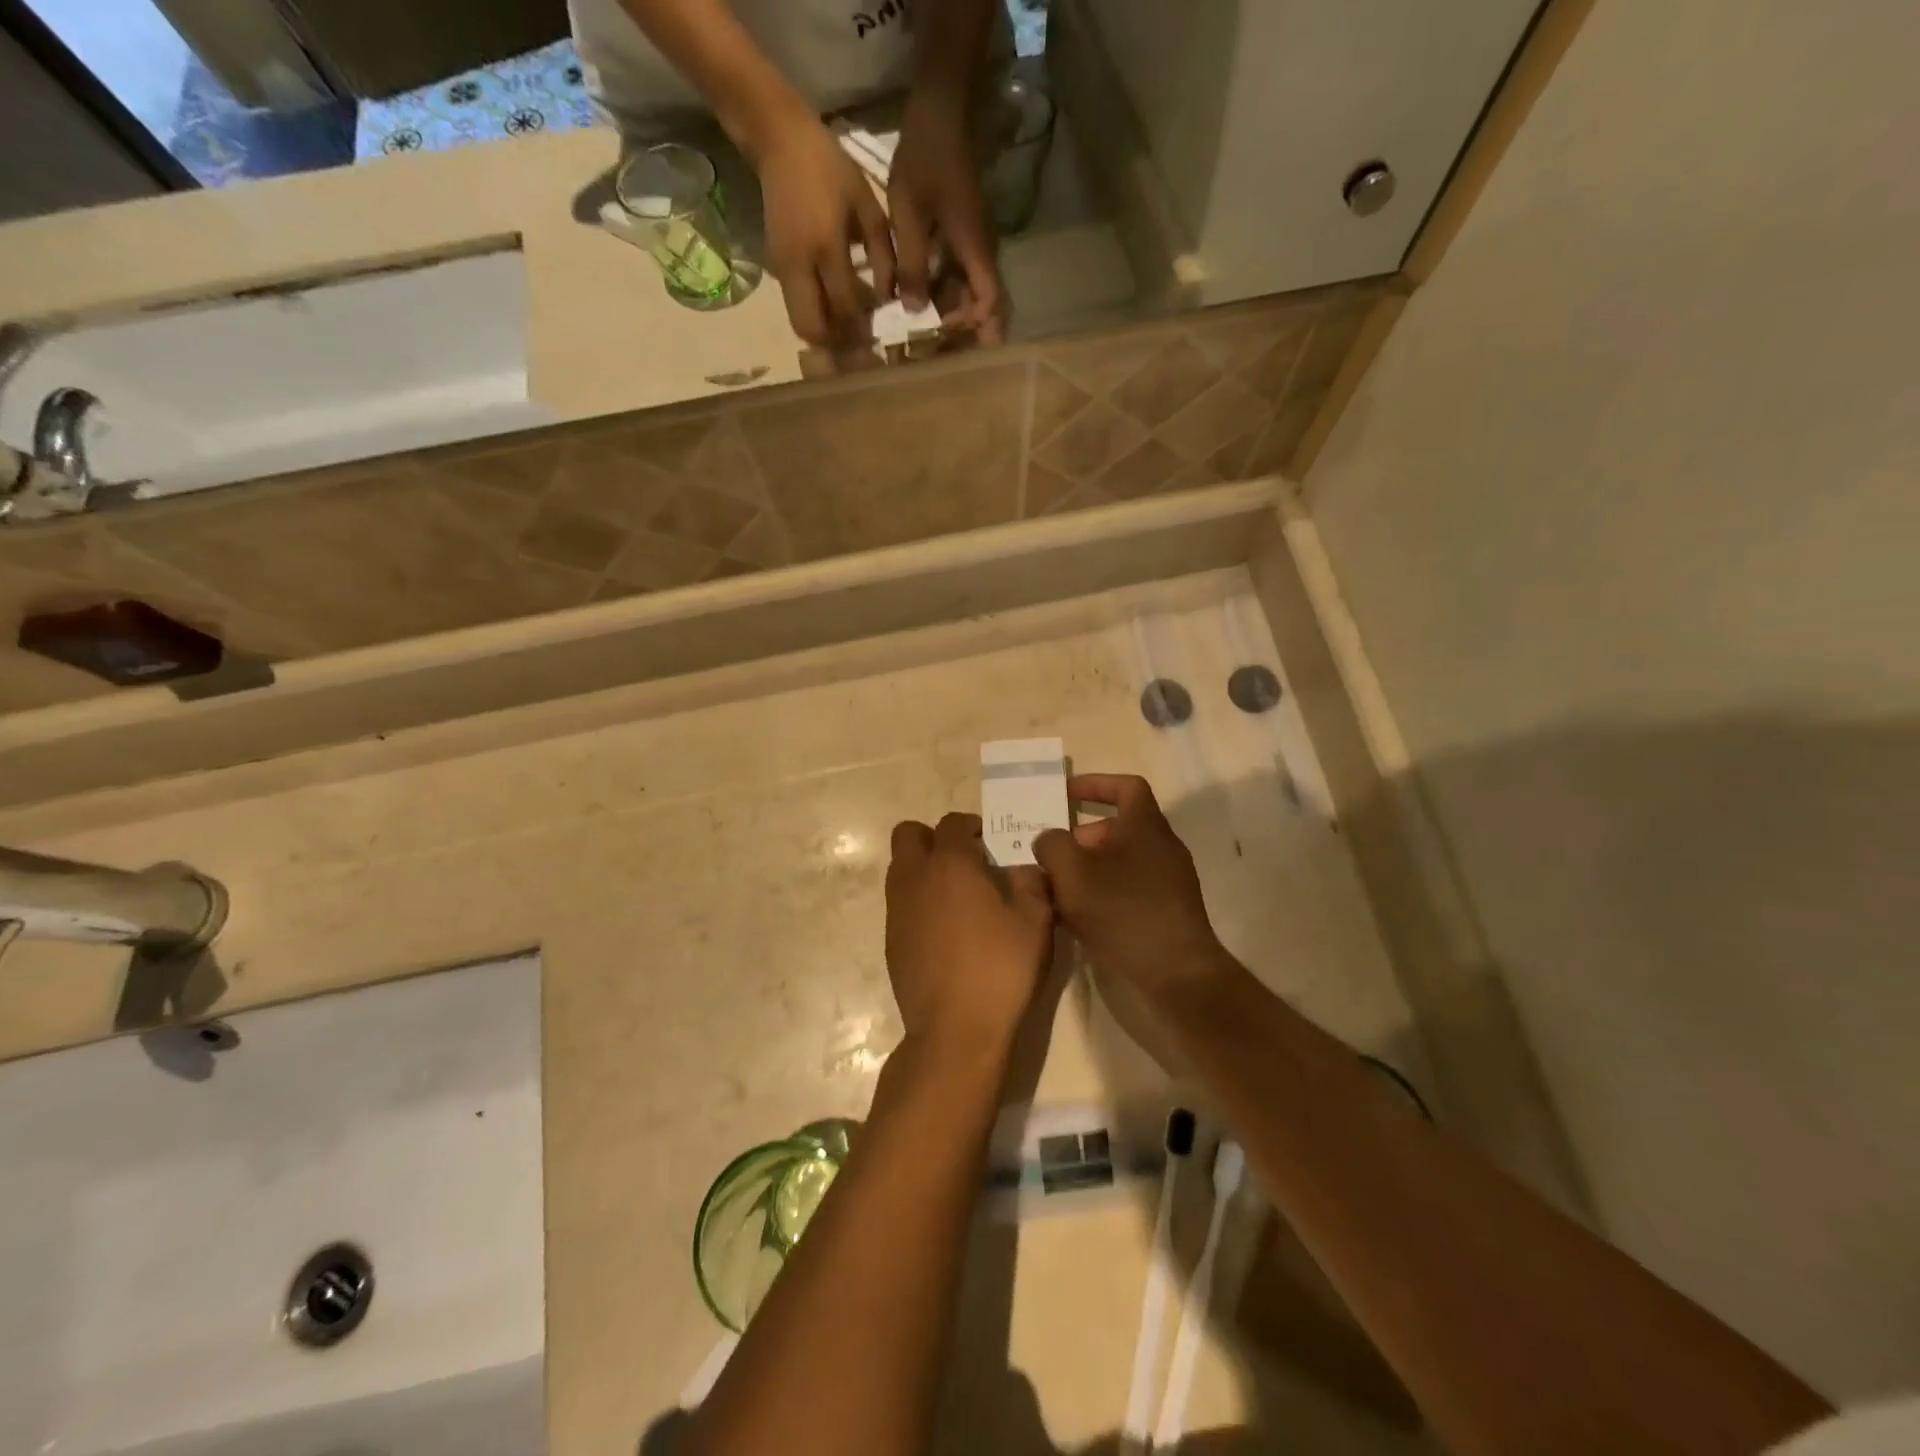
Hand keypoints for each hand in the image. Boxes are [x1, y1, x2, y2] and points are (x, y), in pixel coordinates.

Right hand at [757, 116, 895, 345]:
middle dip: (838, 345)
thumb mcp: (868, 206)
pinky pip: (797, 309)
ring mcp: (783, 270)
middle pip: (814, 330)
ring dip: (826, 336)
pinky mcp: (776, 269)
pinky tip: (836, 309)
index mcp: (826, 246)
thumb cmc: (830, 169)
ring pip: (802, 325)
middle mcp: (800, 266)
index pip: (846, 308)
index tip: (882, 339)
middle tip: (861, 344)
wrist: (778, 141)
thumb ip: (883, 256)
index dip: (864, 330)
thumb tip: (888, 301)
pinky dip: (817, 318)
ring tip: (850, 331)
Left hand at [885, 812, 1054, 1059]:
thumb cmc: (1000, 968)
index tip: (990, 842)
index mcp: (950, 865)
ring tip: (956, 895)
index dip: (971, 826)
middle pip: (908, 835)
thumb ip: (1031, 883)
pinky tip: (945, 930)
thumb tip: (1023, 866)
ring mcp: (896, 910)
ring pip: (900, 868)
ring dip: (923, 868)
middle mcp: (915, 878)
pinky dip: (917, 901)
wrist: (955, 1030)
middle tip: (965, 860)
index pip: (951, 823)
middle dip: (933, 838)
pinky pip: (899, 903)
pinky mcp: (890, 940)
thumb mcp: (1035, 922)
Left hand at [889, 86, 1004, 343]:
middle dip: (962, 325)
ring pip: (970, 290)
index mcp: (976, 250)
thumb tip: (914, 313)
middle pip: (983, 302)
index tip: (943, 330)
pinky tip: (917, 293)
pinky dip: (943, 288)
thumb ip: (911, 266)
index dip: (972, 324)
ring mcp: (975, 243)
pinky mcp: (965, 234)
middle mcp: (982, 252)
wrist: (941, 109)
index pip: (990, 302)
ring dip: (949, 308)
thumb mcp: (909, 216)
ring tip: (918, 322)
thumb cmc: (925, 159)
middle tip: (930, 342)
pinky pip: (960, 272)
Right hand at [1033, 775, 1229, 1008]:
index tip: (1064, 794)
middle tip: (1046, 857)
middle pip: (1115, 830)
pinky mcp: (1164, 913)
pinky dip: (1098, 896)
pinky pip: (1125, 891)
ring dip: (1083, 871)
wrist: (1176, 974)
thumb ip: (1052, 845)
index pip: (1126, 787)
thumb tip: (1048, 840)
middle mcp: (1161, 848)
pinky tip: (1073, 919)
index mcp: (1145, 826)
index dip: (1095, 785)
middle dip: (1077, 840)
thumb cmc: (1123, 910)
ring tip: (1052, 890)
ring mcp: (1166, 882)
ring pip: (1116, 864)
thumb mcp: (1072, 872)